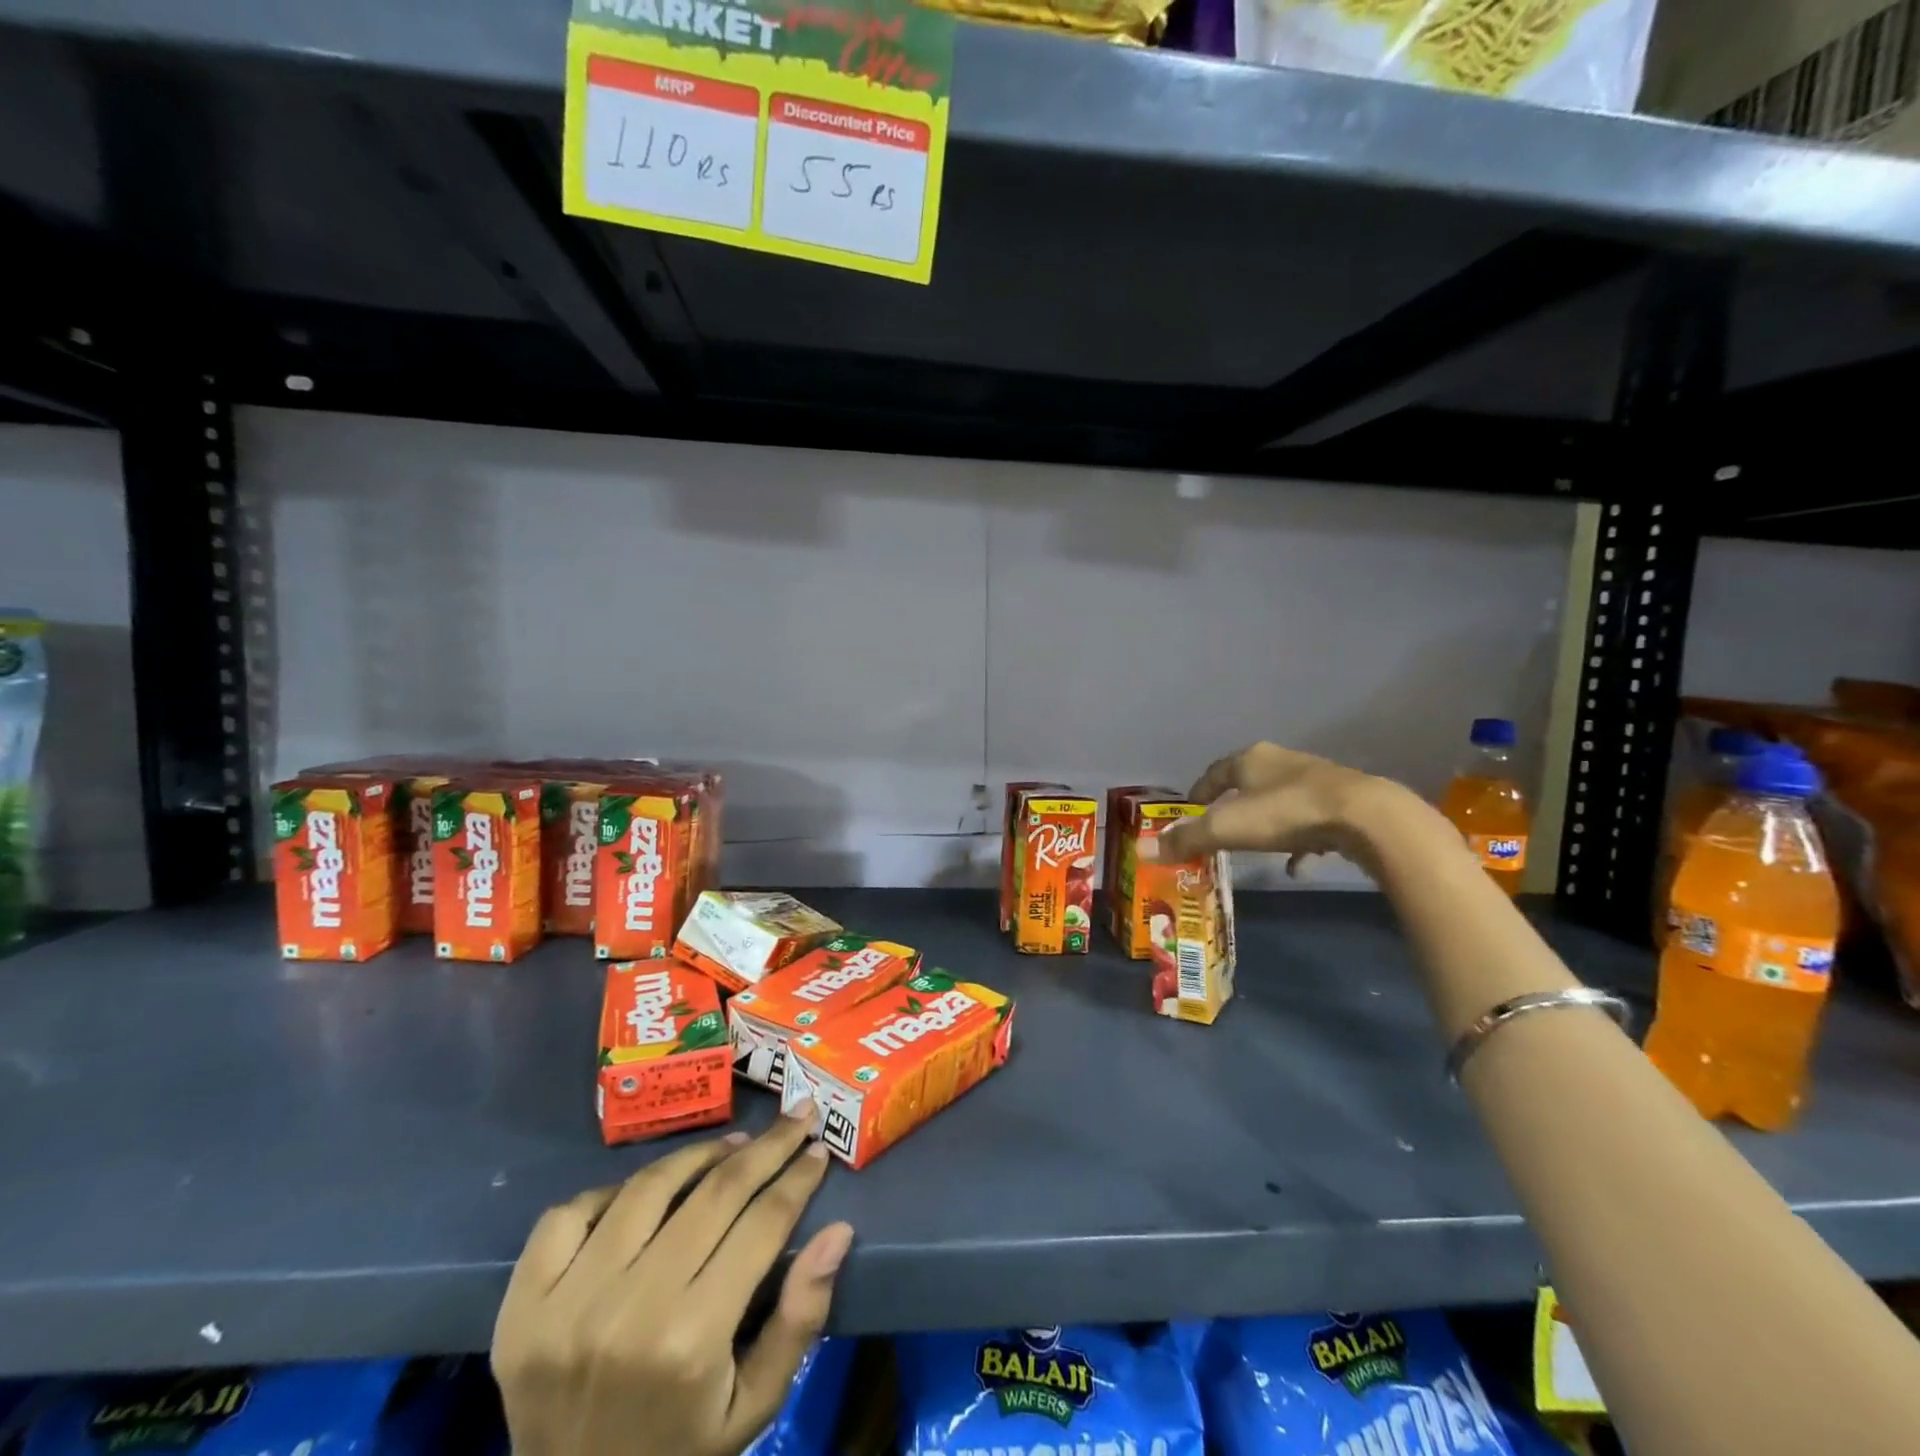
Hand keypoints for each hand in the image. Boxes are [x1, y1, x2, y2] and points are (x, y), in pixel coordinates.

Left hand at [492, 1107, 853, 1455]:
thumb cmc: (681, 1452)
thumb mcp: (755, 1405)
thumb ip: (800, 1318)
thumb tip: (838, 1230)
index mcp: (691, 1341)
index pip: (761, 1225)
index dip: (797, 1179)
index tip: (818, 1147)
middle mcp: (629, 1312)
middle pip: (714, 1193)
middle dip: (766, 1147)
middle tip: (795, 1116)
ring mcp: (567, 1304)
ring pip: (649, 1187)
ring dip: (699, 1154)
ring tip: (734, 1145)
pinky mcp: (521, 1305)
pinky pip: (570, 1213)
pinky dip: (613, 1190)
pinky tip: (646, 1192)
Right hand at [1138, 741, 1396, 877]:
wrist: (1365, 817)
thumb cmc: (1285, 813)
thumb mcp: (1227, 828)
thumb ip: (1186, 839)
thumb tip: (1143, 851)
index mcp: (1250, 759)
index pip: (1214, 771)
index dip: (1199, 791)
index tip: (1189, 810)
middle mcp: (1281, 762)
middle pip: (1248, 782)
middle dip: (1232, 805)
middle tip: (1219, 829)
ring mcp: (1316, 779)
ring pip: (1280, 800)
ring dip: (1266, 821)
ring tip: (1254, 847)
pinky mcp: (1343, 801)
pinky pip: (1310, 821)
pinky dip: (1298, 840)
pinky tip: (1296, 863)